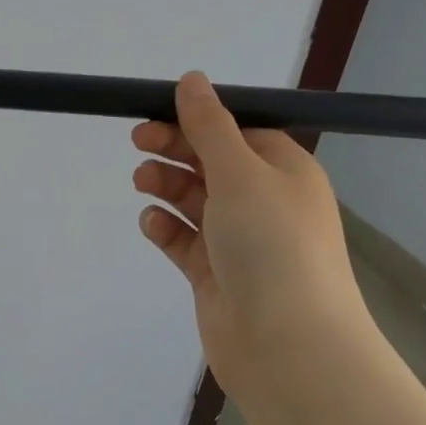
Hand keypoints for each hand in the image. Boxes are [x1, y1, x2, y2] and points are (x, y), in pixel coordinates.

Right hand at [131, 72, 370, 399]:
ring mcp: (239, 240)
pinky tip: (151, 224)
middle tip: (138, 141)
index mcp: (283, 171)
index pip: (237, 131)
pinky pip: (185, 241)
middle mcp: (264, 202)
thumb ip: (209, 125)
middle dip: (175, 149)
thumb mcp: (240, 172)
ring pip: (194, 200)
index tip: (156, 112)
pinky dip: (166, 229)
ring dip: (167, 186)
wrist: (288, 346)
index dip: (197, 119)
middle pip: (212, 162)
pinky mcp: (216, 274)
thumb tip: (191, 79)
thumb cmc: (271, 244)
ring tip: (142, 183)